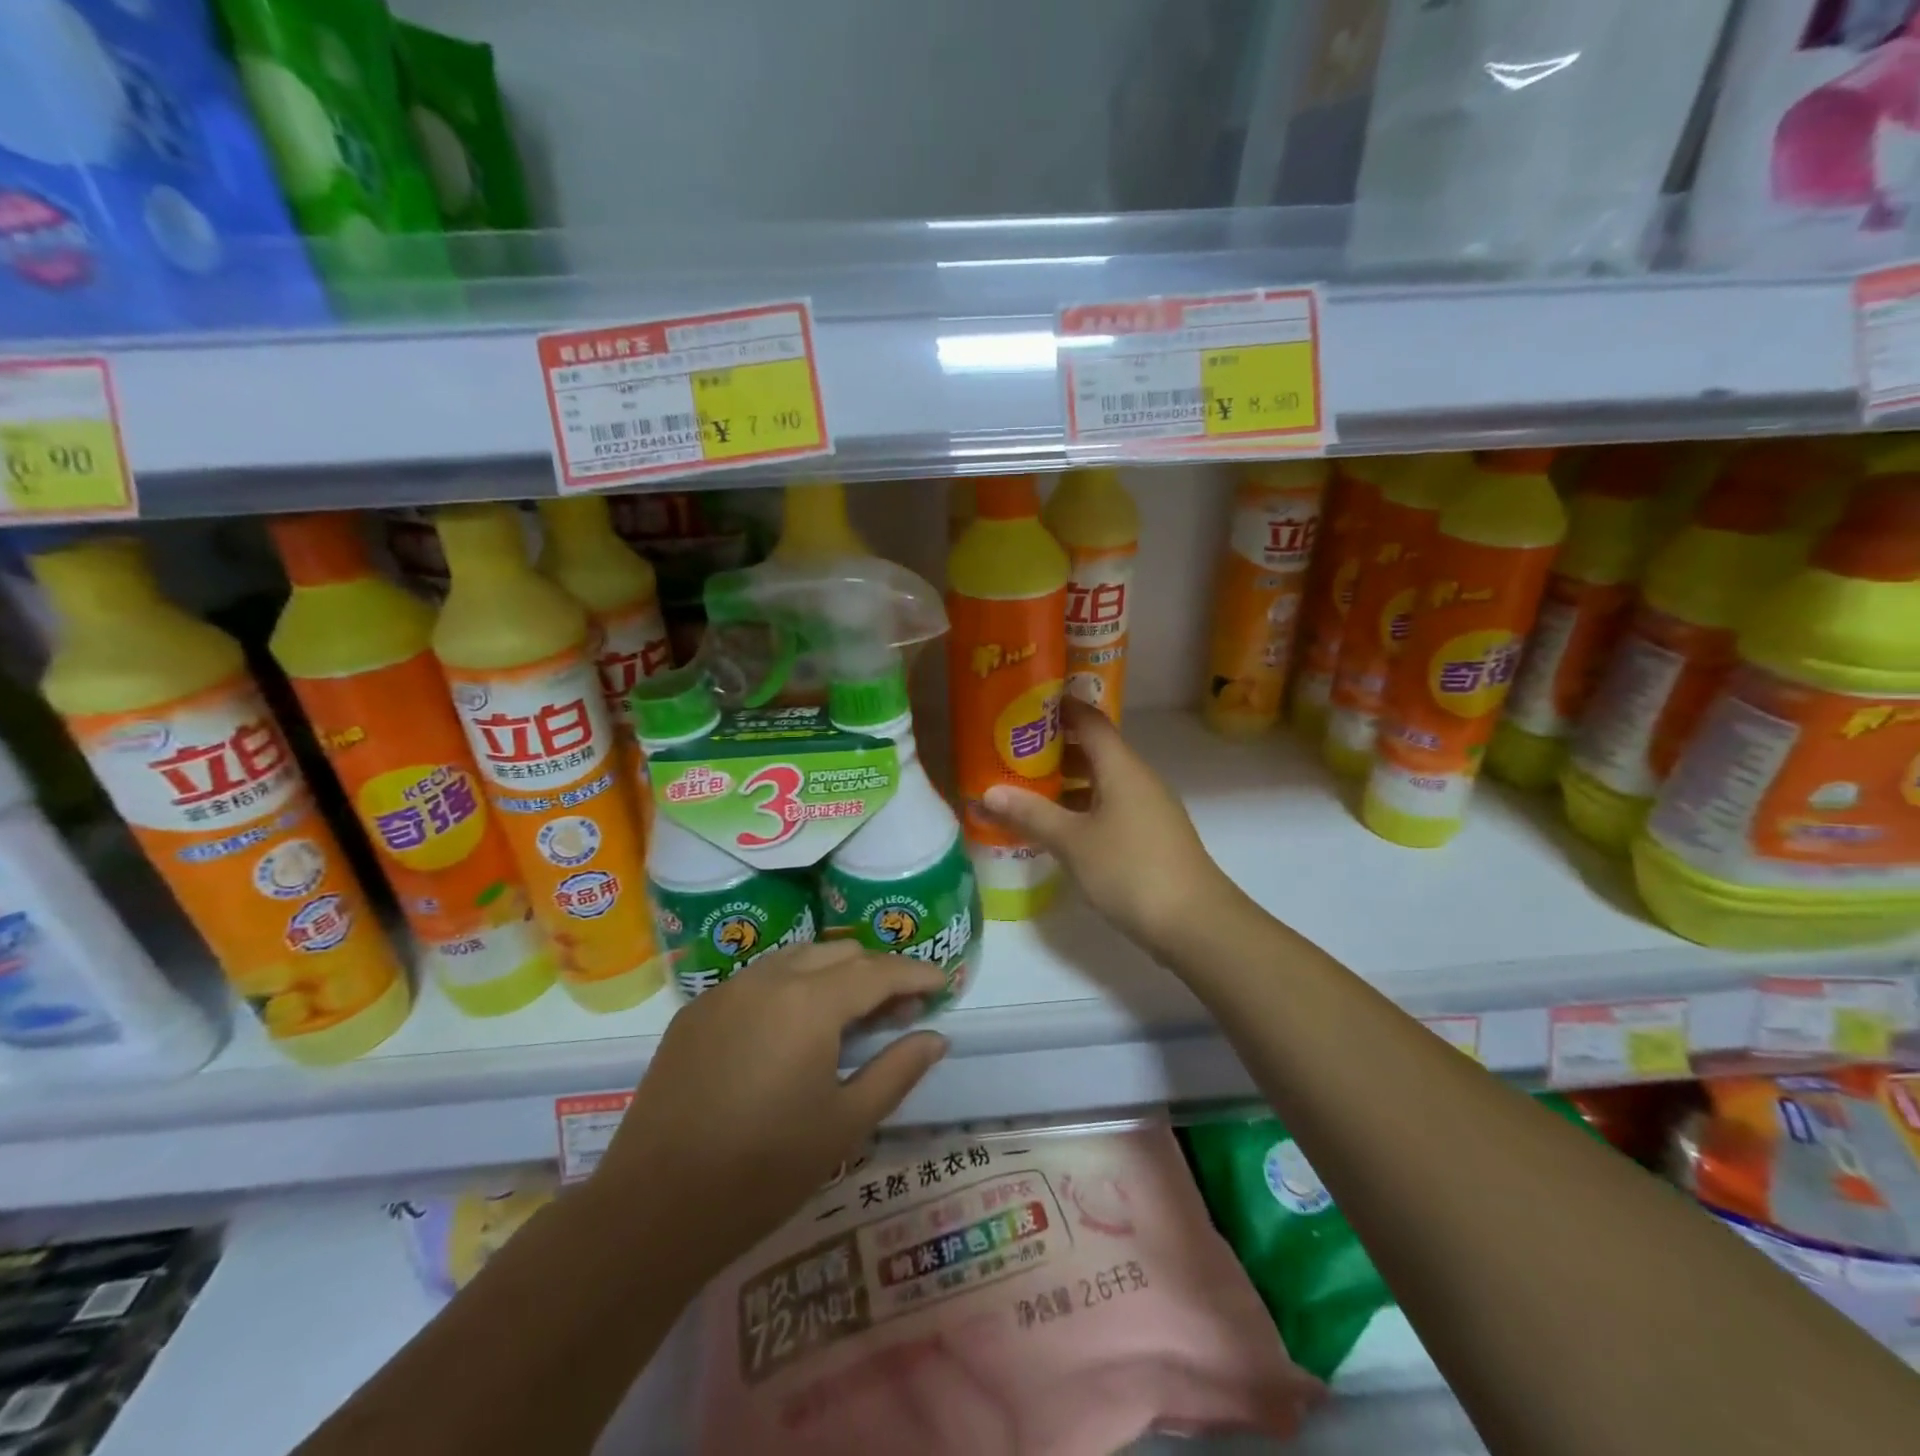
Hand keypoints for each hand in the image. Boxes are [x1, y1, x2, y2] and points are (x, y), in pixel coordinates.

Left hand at [591, 941, 948, 1277]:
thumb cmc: (763, 1171)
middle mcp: (767, 978)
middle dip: (877, 973)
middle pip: (838, 954)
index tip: (942, 982)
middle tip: (900, 1010)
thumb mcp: (845, 1125)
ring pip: (796, 960)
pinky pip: (758, 981)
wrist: (651, 1210)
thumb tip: (936, 1038)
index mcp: (808, 1002)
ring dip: (833, 975)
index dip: (915, 974)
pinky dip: (791, 989)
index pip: (877, 971)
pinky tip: (793, 1030)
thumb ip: (897, 1071)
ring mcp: (725, 991)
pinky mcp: (695, 1012)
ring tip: (852, 1015)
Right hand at [985, 697, 1239, 960]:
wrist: (1196, 924)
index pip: (1089, 720)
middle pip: (1093, 750)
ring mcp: (1147, 808)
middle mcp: (1137, 779)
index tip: (1022, 705)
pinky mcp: (1149, 836)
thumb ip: (1031, 814)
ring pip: (1100, 781)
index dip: (1058, 708)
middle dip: (1052, 749)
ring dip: (1064, 783)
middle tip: (1009, 753)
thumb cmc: (1131, 870)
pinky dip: (1080, 809)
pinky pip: (1108, 808)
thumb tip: (987, 792)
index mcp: (1121, 767)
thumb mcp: (1073, 842)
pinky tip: (1056, 829)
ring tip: (1023, 790)